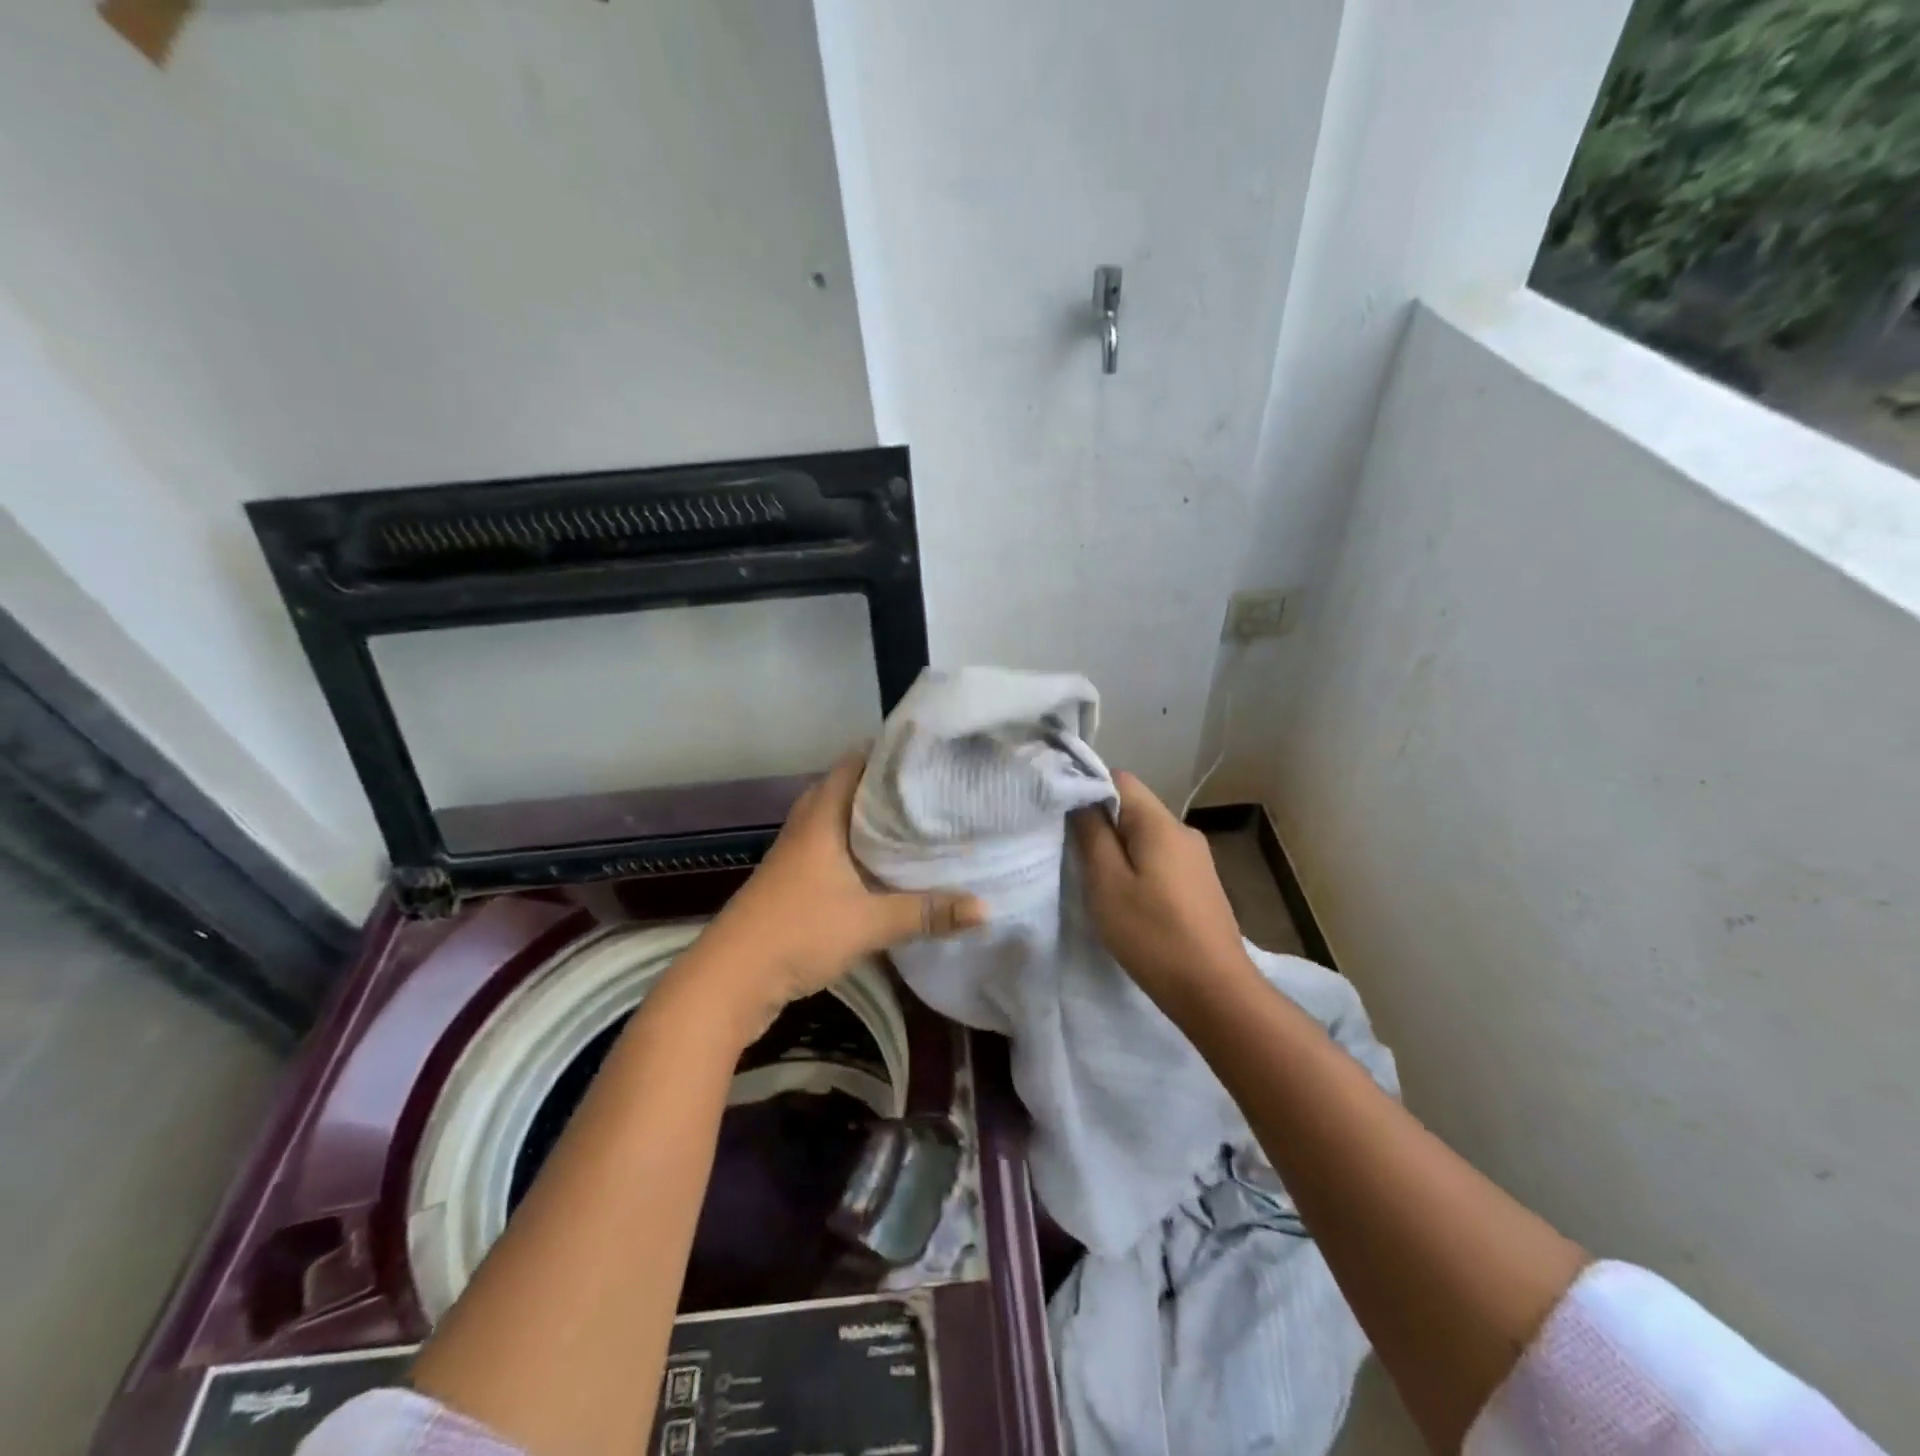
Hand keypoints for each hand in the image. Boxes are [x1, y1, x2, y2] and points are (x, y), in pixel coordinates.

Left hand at [691, 749, 987, 1039]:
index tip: (930, 751)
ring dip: (872, 820)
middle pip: (848, 789)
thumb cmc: (798, 932)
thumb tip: (985, 909)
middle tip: (933, 787)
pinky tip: (885, 866)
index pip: (854, 763)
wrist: (731, 979)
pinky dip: (859, 849)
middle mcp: (807, 826)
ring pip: (840, 821)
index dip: (889, 752)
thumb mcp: (870, 923)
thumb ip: (927, 913)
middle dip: (887, 787)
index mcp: (822, 816)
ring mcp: (797, 854)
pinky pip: (833, 849)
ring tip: (918, 820)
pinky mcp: (794, 882)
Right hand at [1070, 771, 1254, 1008]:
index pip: (1120, 780)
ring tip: (1094, 878)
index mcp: (1161, 824)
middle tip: (1071, 851)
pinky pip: (1161, 859)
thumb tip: (1081, 800)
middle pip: (1134, 808)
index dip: (1087, 788)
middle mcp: (1184, 832)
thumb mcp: (1107, 883)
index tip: (1061, 814)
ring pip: (1146, 836)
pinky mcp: (1201, 885)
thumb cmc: (1153, 935)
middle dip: (1101, 823)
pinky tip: (1127, 898)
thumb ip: (1092, 835)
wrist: (1214, 991)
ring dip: (1119, 849)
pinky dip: (1138, 868)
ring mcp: (1197, 860)